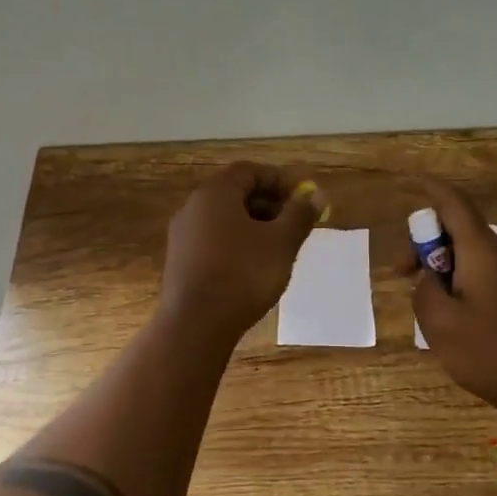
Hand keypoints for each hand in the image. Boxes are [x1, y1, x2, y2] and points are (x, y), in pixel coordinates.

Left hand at [159, 162, 324, 342]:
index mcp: (216, 193)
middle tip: (294, 224)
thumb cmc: (243, 274)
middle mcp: (193, 206)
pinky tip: (253, 267)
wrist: (196, 324)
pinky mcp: (179, 261)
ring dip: (253, 225)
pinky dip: (236, 243)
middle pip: (235, 193)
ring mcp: (182, 234)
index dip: (279, 180)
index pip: (249, 171)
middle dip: (268, 204)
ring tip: (278, 248)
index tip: (302, 198)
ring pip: (224, 218)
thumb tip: (317, 194)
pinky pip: (212, 239)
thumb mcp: (282, 243)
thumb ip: (300, 215)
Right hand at [409, 179, 496, 419]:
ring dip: (443, 265)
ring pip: (472, 253)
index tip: (410, 181)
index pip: (453, 203)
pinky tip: (453, 312)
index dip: (430, 189)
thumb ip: (424, 291)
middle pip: (459, 229)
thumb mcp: (440, 324)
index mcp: (482, 252)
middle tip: (402, 273)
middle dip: (426, 243)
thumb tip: (430, 279)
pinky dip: (462, 278)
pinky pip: (486, 272)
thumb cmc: (490, 353)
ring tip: (426, 300)